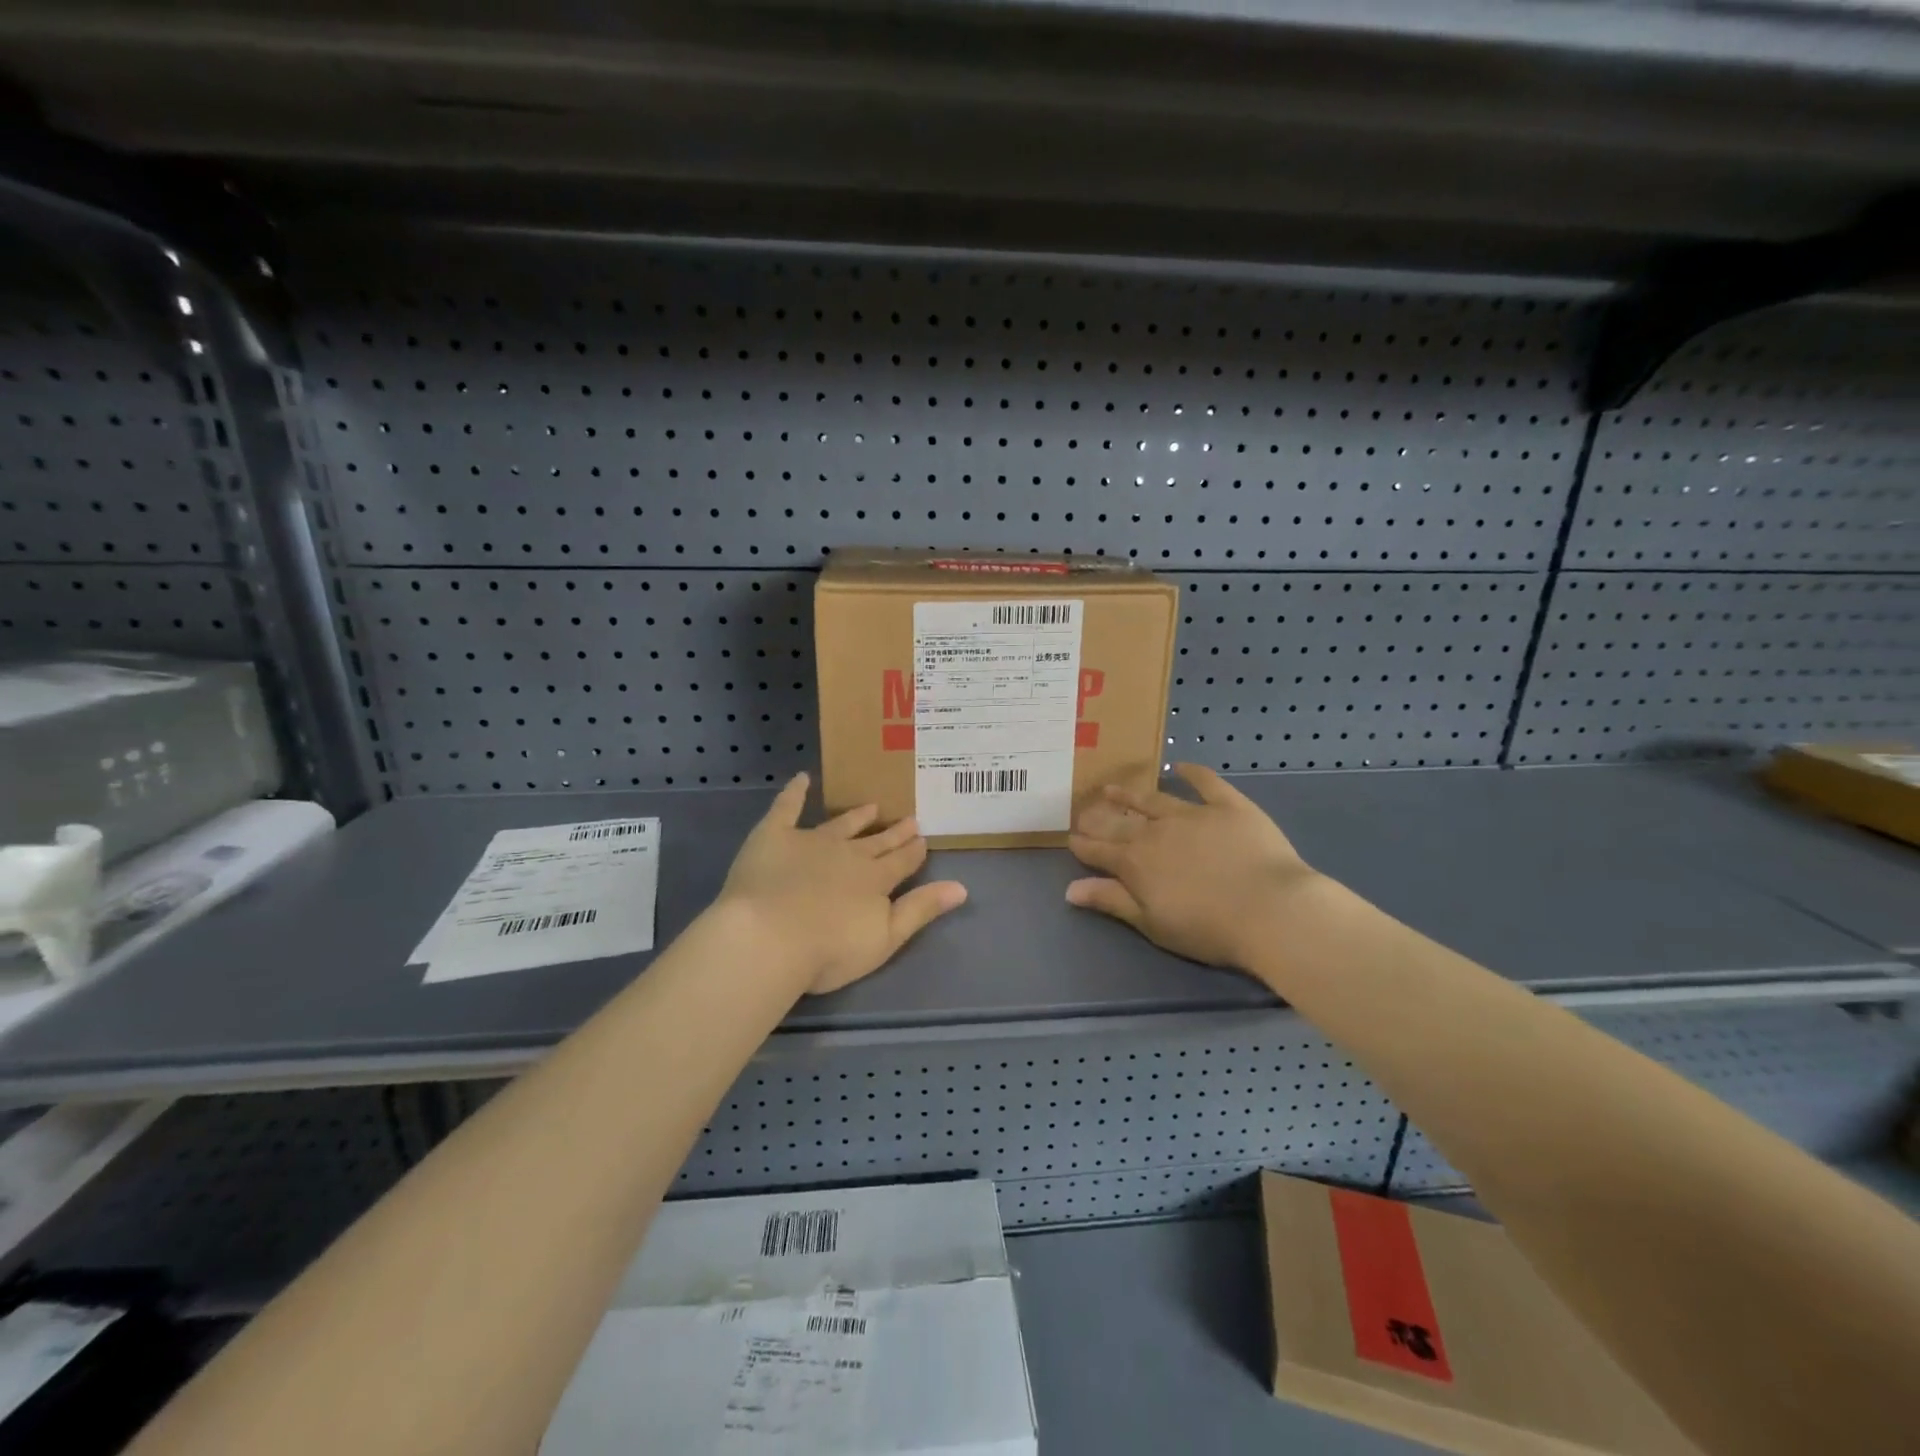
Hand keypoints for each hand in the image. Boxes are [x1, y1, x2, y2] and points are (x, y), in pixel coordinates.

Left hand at [715, 773, 967, 994]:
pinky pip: (787, 807)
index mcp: (875, 880)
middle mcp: (849, 854)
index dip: (913, 852)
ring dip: (858, 816)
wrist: (770, 936)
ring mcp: (812, 841)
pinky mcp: (775, 836)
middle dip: (894, 832)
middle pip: (876, 842)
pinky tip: (802, 778)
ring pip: (841, 824)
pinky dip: (795, 792)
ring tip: (872, 805)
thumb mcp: (885, 938)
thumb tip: (962, 888)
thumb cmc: (828, 950)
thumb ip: (921, 910)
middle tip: (910, 819)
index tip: (923, 839)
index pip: (901, 863)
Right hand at [1066, 763, 1320, 970]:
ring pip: (1153, 799)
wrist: (1270, 910)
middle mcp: (1156, 831)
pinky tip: (1180, 766)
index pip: (1100, 851)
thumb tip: (1069, 889)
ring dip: (1130, 794)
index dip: (1083, 845)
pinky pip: (1206, 783)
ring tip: (1112, 788)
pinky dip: (1192, 773)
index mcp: (1136, 863)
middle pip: (1120, 823)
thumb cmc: (1209, 928)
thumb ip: (1111, 901)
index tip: (1070, 837)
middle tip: (1083, 811)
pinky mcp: (1228, 806)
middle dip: (1098, 818)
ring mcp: (1192, 814)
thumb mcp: (1152, 923)